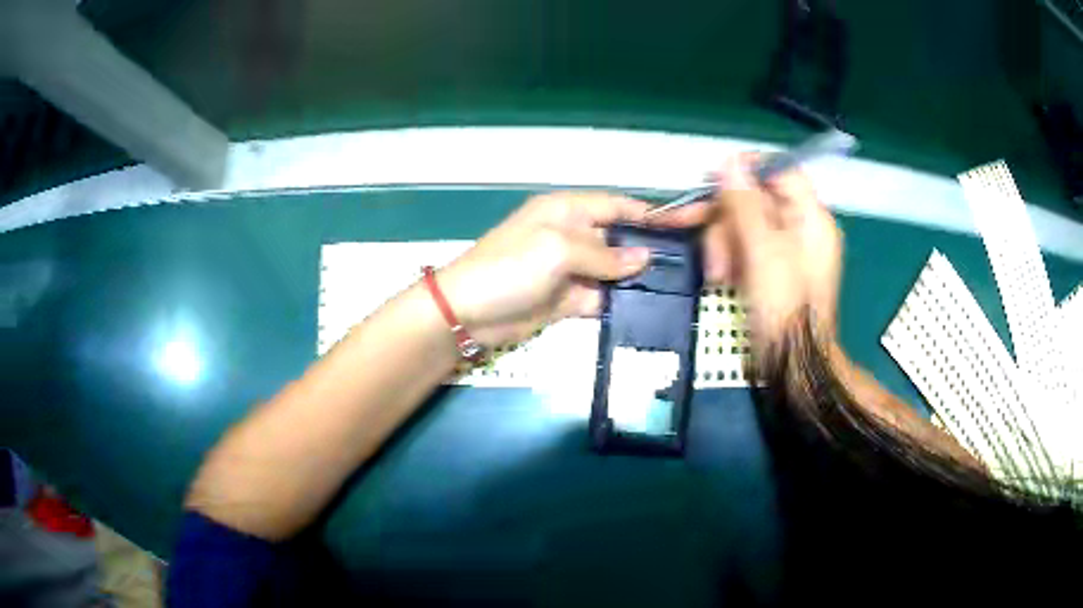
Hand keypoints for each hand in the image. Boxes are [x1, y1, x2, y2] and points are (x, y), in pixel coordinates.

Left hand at [439, 192, 688, 346]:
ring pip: (614, 271)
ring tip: (676, 289)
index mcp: (568, 211)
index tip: (684, 225)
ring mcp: (571, 269)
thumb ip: (604, 255)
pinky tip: (647, 309)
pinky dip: (619, 302)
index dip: (648, 214)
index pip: (616, 205)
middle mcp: (573, 236)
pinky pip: (601, 297)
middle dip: (648, 249)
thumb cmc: (510, 267)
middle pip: (619, 239)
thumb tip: (644, 258)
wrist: (468, 313)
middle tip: (687, 265)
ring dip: (638, 279)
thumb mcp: (558, 249)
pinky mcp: (568, 299)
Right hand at [667, 155, 842, 351]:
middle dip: (725, 219)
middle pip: (755, 199)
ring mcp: (787, 250)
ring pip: (745, 224)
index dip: (746, 170)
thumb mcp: (763, 253)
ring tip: (716, 274)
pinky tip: (720, 278)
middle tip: (703, 242)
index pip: (779, 170)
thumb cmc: (783, 309)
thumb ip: (745, 205)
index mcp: (810, 217)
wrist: (790, 367)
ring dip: (722, 243)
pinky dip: (730, 258)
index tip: (712, 182)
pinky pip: (746, 248)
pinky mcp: (773, 270)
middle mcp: (801, 227)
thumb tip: (728, 162)